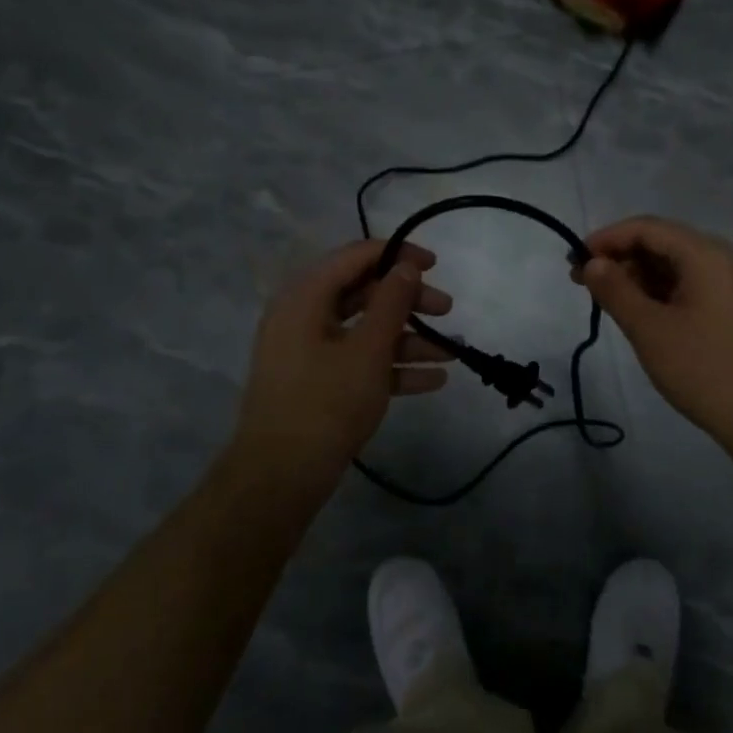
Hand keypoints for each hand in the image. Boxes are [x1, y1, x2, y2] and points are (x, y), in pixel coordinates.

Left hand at [230, 239, 455, 486]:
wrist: (280, 478)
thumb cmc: (325, 403)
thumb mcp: (368, 350)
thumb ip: (391, 303)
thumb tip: (406, 267)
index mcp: (306, 296)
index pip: (355, 256)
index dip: (397, 255)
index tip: (434, 265)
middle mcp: (304, 316)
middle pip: (364, 293)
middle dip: (409, 302)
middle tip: (447, 311)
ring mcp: (310, 351)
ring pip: (365, 330)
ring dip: (409, 339)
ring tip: (452, 353)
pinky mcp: (318, 382)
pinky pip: (359, 361)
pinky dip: (392, 366)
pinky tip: (433, 380)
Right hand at [574, 216, 732, 447]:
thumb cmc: (702, 368)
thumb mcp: (649, 328)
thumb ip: (615, 290)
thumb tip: (592, 263)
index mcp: (702, 254)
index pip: (645, 228)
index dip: (606, 239)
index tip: (574, 261)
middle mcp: (716, 259)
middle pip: (658, 242)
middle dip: (617, 257)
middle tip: (581, 282)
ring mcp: (723, 284)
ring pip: (668, 265)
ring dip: (633, 276)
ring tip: (602, 299)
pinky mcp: (724, 308)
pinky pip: (681, 285)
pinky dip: (653, 292)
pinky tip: (632, 311)